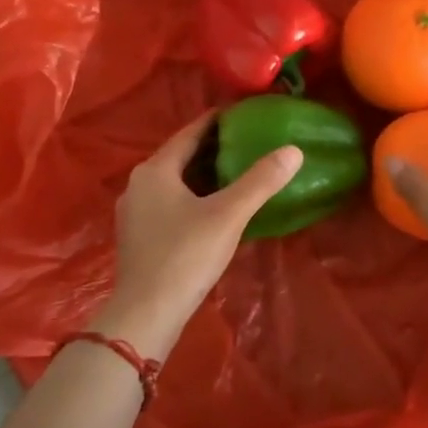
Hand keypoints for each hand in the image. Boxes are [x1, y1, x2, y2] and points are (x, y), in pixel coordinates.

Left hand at [92, 110, 302, 359]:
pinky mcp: (138, 237)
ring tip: (236, 173)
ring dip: (202, 175)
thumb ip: (260, 181)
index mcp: (155, 170)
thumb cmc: (185, 255)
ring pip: (174, 182)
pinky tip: (213, 209)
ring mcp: (134, 212)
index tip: (242, 114)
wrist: (146, 313)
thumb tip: (293, 150)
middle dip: (212, 149)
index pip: (189, 133)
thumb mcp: (228, 215)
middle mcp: (138, 184)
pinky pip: (169, 204)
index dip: (216, 121)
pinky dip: (192, 197)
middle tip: (247, 142)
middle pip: (180, 157)